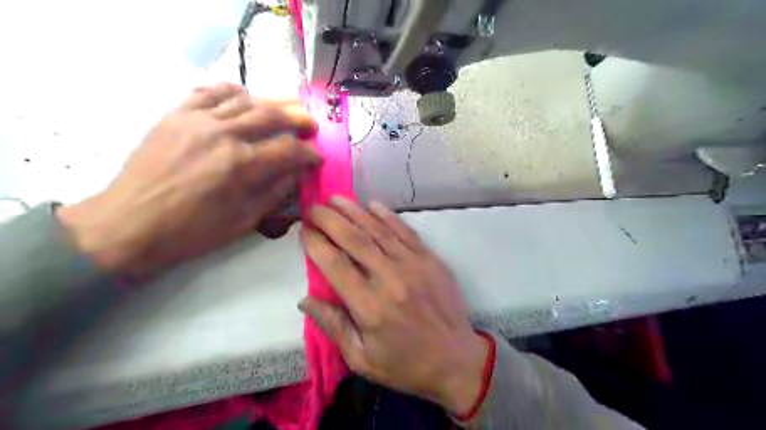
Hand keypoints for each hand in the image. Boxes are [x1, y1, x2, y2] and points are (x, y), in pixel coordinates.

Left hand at [57, 82, 318, 274]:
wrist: (129, 225)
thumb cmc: (192, 231)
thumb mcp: (244, 220)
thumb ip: (276, 191)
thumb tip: (298, 172)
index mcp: (242, 166)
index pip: (289, 150)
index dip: (309, 153)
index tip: (317, 158)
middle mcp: (223, 135)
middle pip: (272, 115)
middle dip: (299, 119)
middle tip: (310, 125)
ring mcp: (197, 120)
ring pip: (245, 99)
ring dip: (272, 103)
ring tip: (285, 109)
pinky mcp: (176, 115)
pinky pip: (209, 91)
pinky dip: (232, 91)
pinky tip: (244, 97)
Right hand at [301, 197, 490, 415]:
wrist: (456, 360)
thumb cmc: (405, 364)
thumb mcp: (362, 359)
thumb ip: (333, 326)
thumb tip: (305, 299)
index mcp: (369, 306)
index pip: (334, 264)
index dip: (316, 243)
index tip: (304, 231)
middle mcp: (390, 278)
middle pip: (353, 239)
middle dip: (329, 219)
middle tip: (314, 207)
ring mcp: (414, 265)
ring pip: (378, 230)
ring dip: (354, 211)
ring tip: (336, 200)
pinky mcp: (431, 259)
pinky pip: (406, 231)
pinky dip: (388, 216)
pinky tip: (372, 204)